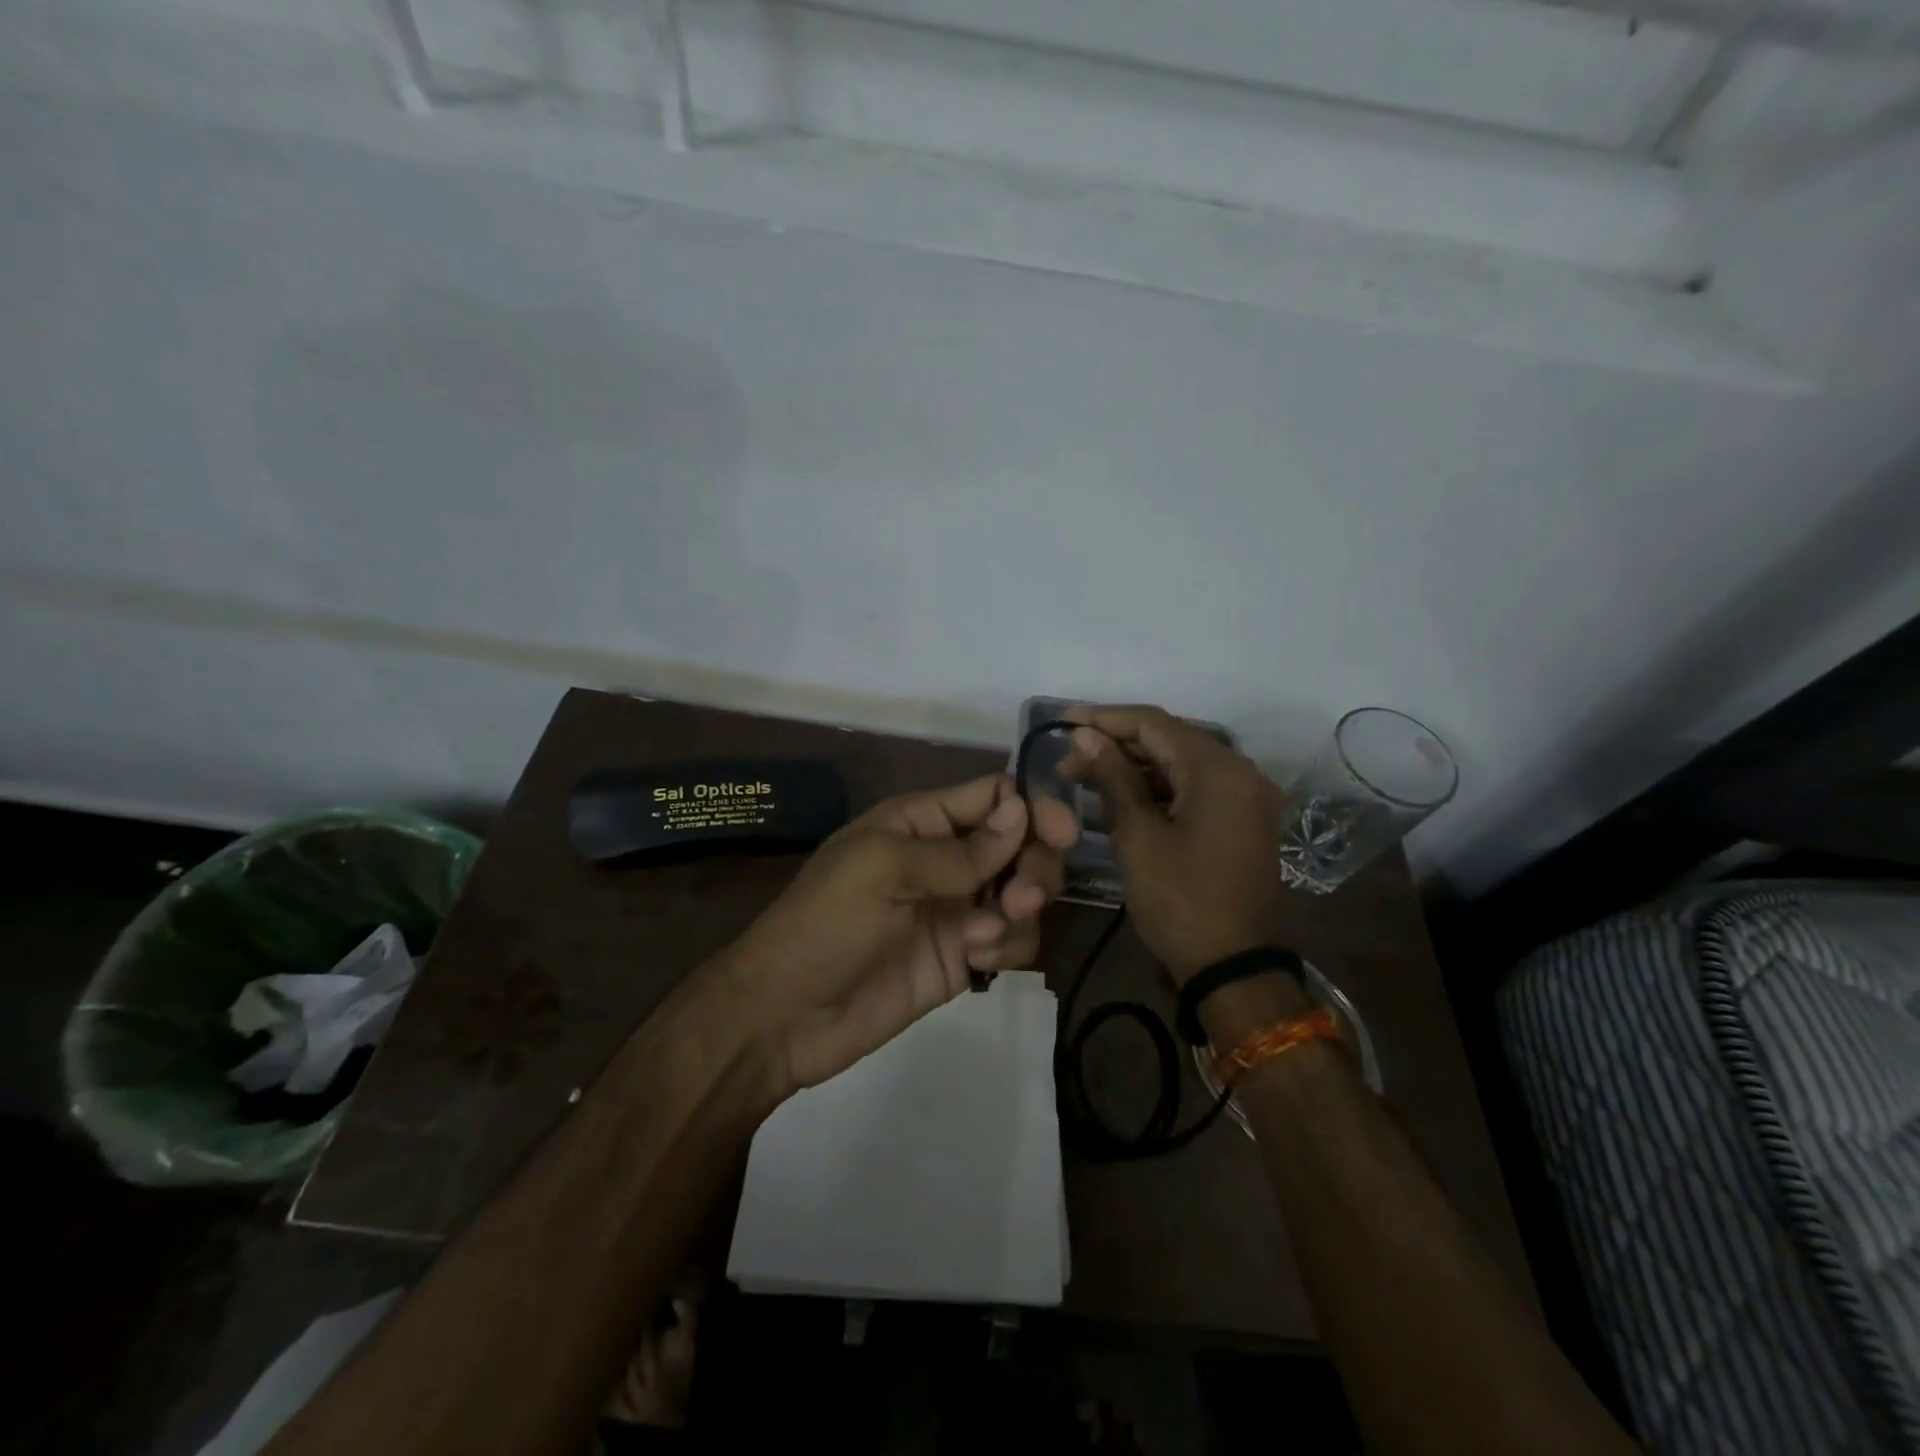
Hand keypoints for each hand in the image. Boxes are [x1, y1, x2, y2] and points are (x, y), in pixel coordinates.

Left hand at [723, 774, 1076, 1094]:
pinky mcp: (964, 958)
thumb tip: (1022, 810)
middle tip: (1026, 895)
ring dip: (1023, 908)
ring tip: (987, 934)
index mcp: (921, 821)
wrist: (786, 1015)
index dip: (1032, 806)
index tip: (1061, 833)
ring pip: (1024, 892)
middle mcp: (946, 859)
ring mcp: (957, 909)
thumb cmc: (826, 923)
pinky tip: (977, 962)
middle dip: (1035, 864)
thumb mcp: (883, 869)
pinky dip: (1008, 946)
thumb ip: (958, 849)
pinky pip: (1012, 940)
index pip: (993, 795)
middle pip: (1021, 843)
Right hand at [1059, 704, 1287, 983]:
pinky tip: (1122, 795)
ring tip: (1086, 774)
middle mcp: (1241, 772)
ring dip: (1136, 766)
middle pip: (1170, 739)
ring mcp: (1247, 797)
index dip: (1104, 718)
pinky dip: (1160, 787)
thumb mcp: (1137, 835)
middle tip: (1069, 756)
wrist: (1230, 966)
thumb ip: (1113, 777)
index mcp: (1218, 770)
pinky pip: (1196, 787)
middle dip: (1117, 743)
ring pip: (1182, 763)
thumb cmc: (1178, 900)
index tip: (1063, 720)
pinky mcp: (1243, 819)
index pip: (1154, 724)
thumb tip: (1085, 736)